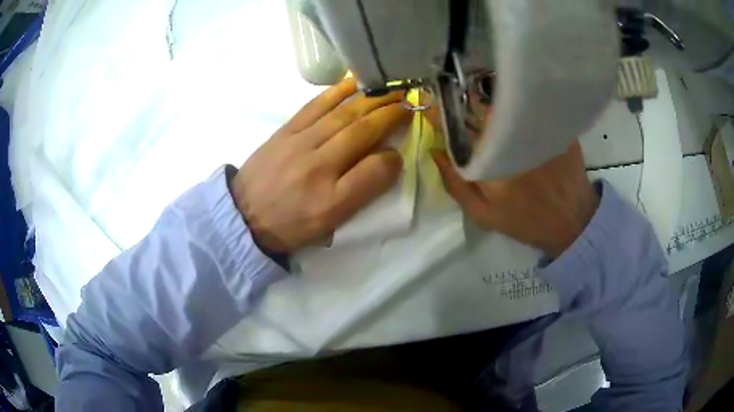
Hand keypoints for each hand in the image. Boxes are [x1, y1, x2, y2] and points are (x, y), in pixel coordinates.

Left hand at [231, 78, 409, 252]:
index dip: (394, 155)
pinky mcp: (285, 130)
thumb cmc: (290, 224)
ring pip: (342, 113)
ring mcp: (300, 141)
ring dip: (370, 98)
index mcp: (331, 196)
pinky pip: (315, 105)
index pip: (374, 168)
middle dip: (389, 112)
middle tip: (409, 99)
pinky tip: (353, 82)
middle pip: (360, 130)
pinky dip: (337, 91)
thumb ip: (361, 191)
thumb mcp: (328, 224)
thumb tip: (388, 160)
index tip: (404, 142)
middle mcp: (318, 164)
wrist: (244, 215)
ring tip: (390, 88)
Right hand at [426, 105, 597, 257]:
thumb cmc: (525, 221)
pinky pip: (534, 110)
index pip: (461, 125)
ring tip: (499, 119)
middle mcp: (514, 139)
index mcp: (492, 160)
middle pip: (485, 109)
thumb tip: (436, 152)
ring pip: (510, 107)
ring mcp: (539, 130)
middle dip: (473, 108)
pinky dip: (524, 111)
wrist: (572, 222)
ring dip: (499, 108)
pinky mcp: (559, 128)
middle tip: (473, 117)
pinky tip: (525, 121)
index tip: (438, 112)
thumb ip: (455, 184)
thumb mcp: (484, 214)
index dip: (447, 115)